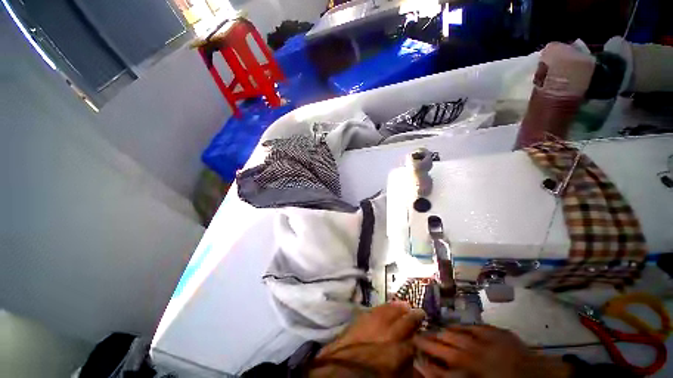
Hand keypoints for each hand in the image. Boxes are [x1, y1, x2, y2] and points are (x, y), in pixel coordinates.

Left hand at [310, 302, 424, 376]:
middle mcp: (387, 334)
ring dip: (398, 308)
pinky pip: (376, 309)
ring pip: (390, 312)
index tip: (425, 330)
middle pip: (404, 322)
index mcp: (395, 352)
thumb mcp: (390, 372)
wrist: (340, 367)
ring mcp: (373, 324)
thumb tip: (409, 354)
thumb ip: (401, 362)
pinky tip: (387, 305)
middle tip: (420, 311)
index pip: (412, 341)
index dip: (419, 335)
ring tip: (405, 304)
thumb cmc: (367, 373)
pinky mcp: (361, 318)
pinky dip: (384, 306)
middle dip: (413, 317)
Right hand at [414, 325, 571, 377]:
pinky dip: (460, 328)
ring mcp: (482, 339)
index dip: (422, 356)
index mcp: (466, 370)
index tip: (413, 349)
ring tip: (433, 332)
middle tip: (417, 337)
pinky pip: (470, 327)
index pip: (436, 361)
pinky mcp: (494, 331)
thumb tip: (428, 368)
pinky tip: (454, 328)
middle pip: (441, 343)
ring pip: (453, 332)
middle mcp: (470, 352)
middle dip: (426, 340)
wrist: (541, 377)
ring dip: (441, 333)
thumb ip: (450, 377)